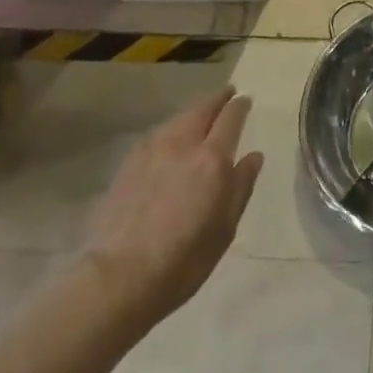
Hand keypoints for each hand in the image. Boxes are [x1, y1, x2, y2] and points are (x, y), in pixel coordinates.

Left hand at [76, 87, 263, 337]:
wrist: (118, 278)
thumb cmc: (184, 259)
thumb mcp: (225, 228)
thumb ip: (241, 186)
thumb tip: (253, 156)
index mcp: (212, 159)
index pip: (230, 119)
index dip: (240, 106)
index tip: (246, 100)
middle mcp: (183, 145)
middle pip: (201, 110)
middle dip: (217, 99)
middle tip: (227, 94)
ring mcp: (151, 152)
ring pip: (176, 119)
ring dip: (192, 112)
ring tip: (200, 114)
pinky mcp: (127, 165)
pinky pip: (156, 134)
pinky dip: (170, 128)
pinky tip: (170, 138)